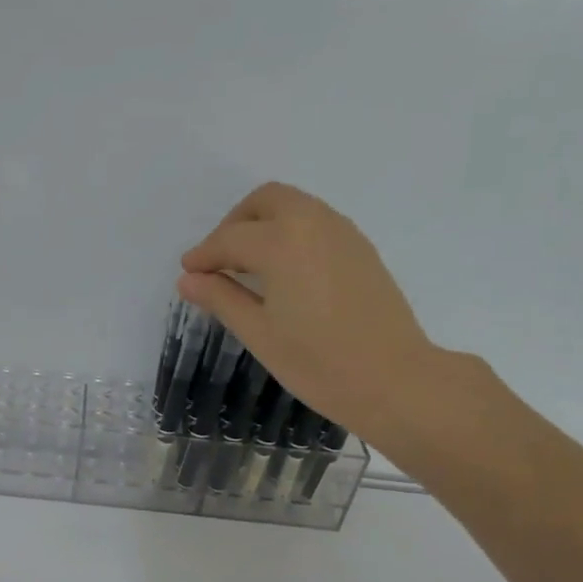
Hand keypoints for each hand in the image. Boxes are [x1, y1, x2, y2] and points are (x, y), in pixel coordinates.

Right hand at [178, 181, 450, 445]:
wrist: (394, 380)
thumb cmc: (317, 364)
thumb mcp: (259, 334)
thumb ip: (222, 299)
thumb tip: (188, 279)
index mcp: (282, 243)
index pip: (230, 239)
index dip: (204, 255)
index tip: (188, 274)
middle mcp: (313, 223)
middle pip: (265, 201)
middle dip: (235, 225)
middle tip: (219, 262)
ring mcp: (343, 233)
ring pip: (294, 207)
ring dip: (264, 225)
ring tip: (248, 269)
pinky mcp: (361, 248)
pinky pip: (316, 222)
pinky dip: (291, 234)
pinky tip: (284, 274)